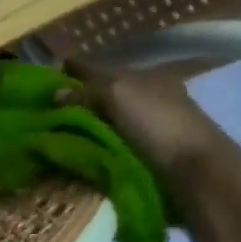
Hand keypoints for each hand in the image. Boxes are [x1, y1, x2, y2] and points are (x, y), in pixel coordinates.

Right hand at [61, 60, 240, 183]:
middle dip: (78, 100)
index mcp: (144, 78)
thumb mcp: (119, 96)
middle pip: (104, 96)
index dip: (76, 70)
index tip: (47, 75)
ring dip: (85, 127)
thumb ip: (87, 92)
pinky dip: (95, 147)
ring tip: (55, 135)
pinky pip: (111, 147)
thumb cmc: (158, 124)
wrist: (195, 171)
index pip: (101, 69)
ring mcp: (149, 130)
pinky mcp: (147, 159)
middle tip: (45, 111)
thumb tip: (54, 94)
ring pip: (108, 122)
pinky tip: (78, 153)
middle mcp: (147, 99)